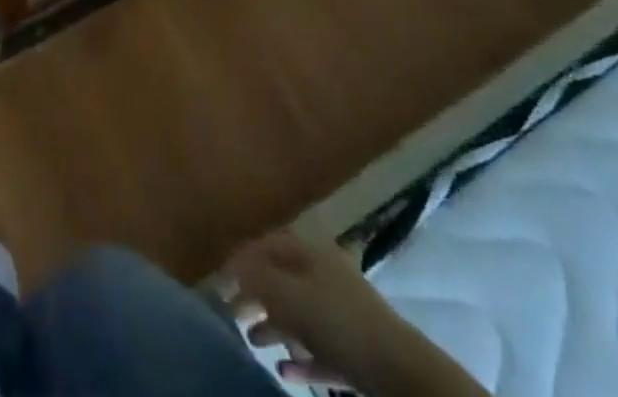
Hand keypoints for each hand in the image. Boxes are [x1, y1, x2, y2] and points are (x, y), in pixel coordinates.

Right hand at [223, 225, 490, 396]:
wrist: (401, 373)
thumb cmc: (339, 322)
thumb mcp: (289, 296)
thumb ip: (256, 279)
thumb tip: (228, 268)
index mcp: (308, 250)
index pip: (264, 244)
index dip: (239, 260)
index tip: (217, 280)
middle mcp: (323, 273)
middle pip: (280, 277)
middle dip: (253, 294)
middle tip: (230, 312)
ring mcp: (341, 311)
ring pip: (298, 312)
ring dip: (273, 325)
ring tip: (252, 341)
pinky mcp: (354, 348)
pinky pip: (318, 348)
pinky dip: (299, 357)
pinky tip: (284, 371)